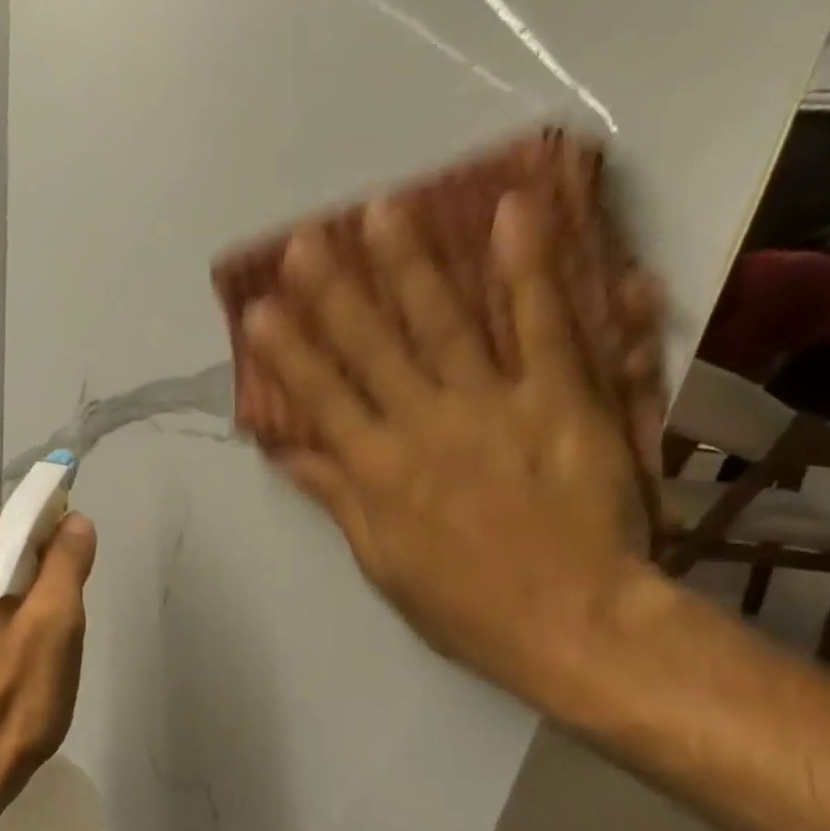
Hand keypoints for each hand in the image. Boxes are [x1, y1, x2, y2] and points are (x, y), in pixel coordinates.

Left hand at [0, 512, 96, 830]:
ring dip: (6, 607)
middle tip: (55, 628)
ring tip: (27, 657)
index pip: (11, 521)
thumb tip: (73, 521)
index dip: (51, 539)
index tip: (73, 578)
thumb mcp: (55, 629)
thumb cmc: (8, 706)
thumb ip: (66, 564)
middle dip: (30, 579)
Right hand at [241, 191, 659, 698]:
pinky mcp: (561, 396)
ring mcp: (493, 405)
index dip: (287, 353)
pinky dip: (528, 267)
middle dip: (334, 292)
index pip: (320, 398)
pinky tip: (511, 211)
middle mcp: (422, 425)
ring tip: (382, 210)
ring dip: (409, 263)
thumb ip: (337, 497)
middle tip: (307, 239)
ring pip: (442, 322)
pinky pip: (543, 324)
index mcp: (376, 471)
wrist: (569, 620)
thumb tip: (291, 454)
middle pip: (370, 348)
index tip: (260, 310)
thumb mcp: (381, 560)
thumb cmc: (461, 604)